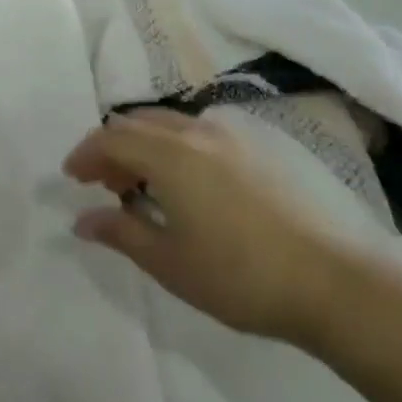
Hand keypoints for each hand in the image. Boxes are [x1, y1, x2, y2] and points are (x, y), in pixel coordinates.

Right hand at [64, 110, 342, 343]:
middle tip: (104, 186)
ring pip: (171, 123)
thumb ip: (121, 233)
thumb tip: (82, 220)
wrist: (329, 279)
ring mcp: (232, 136)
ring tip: (142, 187)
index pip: (112, 138)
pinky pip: (198, 132)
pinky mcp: (258, 148)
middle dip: (113, 147)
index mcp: (170, 154)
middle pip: (139, 122)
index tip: (72, 178)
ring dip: (145, 145)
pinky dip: (175, 147)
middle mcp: (198, 131)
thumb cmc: (238, 275)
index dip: (86, 154)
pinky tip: (186, 186)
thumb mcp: (169, 262)